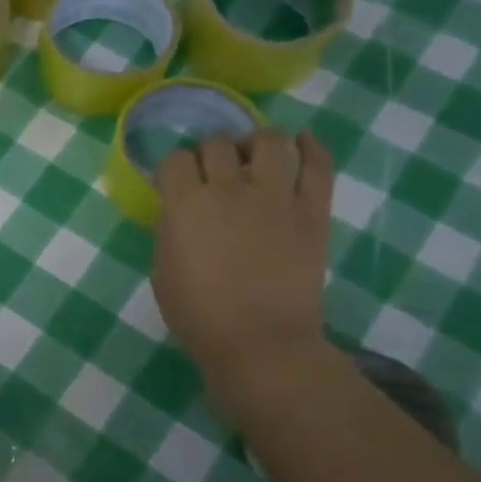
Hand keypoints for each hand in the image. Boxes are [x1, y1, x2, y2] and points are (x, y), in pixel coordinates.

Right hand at [151, 129, 333, 391]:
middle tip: (213, 171)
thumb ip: (171, 230)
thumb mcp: (162, 270)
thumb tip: (181, 211)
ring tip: (254, 156)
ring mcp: (276, 197)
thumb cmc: (198, 314)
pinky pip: (318, 165)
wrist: (259, 341)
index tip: (174, 182)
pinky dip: (310, 147)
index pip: (174, 158)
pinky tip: (301, 142)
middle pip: (218, 143)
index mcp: (185, 205)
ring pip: (269, 141)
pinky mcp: (313, 210)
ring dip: (256, 142)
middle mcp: (229, 189)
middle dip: (210, 152)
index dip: (173, 167)